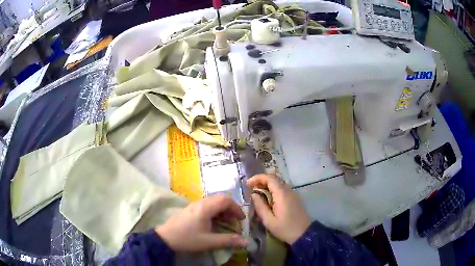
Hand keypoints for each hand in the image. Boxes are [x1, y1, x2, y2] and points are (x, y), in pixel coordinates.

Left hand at [155, 194, 247, 251]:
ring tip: (226, 222)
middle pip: (220, 198)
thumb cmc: (188, 239)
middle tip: (235, 220)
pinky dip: (215, 211)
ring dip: (223, 210)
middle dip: (231, 208)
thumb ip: (229, 240)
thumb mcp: (209, 241)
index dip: (236, 208)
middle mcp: (201, 202)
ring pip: (214, 201)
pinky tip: (214, 222)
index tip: (241, 220)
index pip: (226, 200)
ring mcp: (194, 205)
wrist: (166, 238)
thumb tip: (246, 241)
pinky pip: (207, 205)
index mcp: (206, 207)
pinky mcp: (191, 209)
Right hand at [247, 174, 310, 243]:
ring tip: (257, 193)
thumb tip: (254, 195)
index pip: (270, 178)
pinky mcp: (295, 198)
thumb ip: (260, 207)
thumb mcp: (269, 221)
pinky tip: (268, 199)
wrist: (304, 234)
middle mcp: (289, 190)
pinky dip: (273, 190)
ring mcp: (293, 194)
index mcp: (282, 194)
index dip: (258, 178)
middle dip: (261, 181)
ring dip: (267, 185)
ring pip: (279, 183)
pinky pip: (283, 189)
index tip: (247, 183)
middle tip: (250, 188)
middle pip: (274, 179)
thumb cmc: (285, 229)